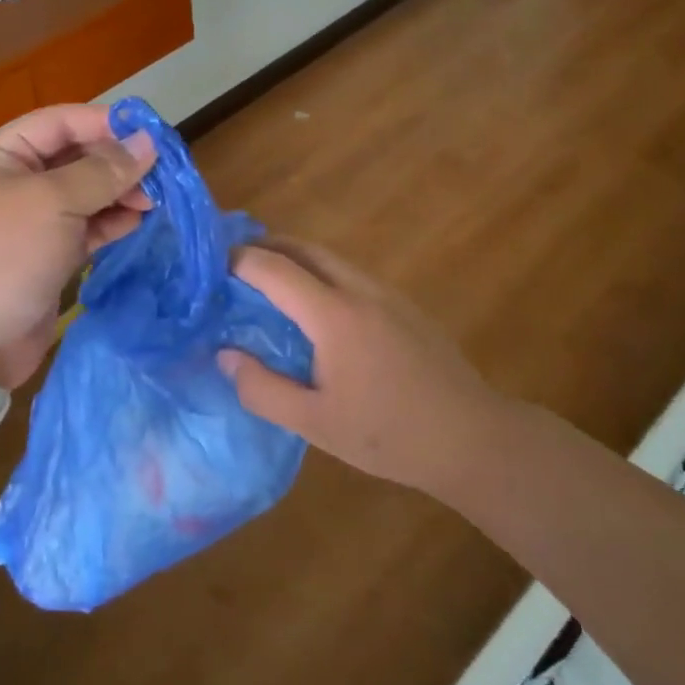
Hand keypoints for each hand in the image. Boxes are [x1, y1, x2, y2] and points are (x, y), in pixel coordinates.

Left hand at [0, 104, 155, 390]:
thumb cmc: (6, 256)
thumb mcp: (54, 203)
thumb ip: (103, 171)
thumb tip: (148, 142)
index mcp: (2, 155)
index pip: (60, 121)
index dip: (104, 123)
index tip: (149, 134)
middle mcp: (17, 181)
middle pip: (76, 156)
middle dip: (116, 161)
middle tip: (158, 174)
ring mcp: (34, 220)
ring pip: (86, 192)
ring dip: (119, 192)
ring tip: (152, 201)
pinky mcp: (50, 253)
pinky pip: (87, 226)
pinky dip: (111, 222)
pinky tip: (137, 221)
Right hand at [220, 238, 498, 495]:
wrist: (474, 439)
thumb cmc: (390, 435)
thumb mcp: (316, 423)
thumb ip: (263, 388)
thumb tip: (224, 355)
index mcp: (334, 315)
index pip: (274, 269)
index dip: (238, 260)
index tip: (210, 265)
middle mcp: (359, 290)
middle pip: (304, 248)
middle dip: (265, 246)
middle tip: (233, 262)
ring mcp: (387, 294)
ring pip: (330, 258)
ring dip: (294, 258)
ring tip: (267, 280)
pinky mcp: (405, 306)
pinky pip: (351, 274)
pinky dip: (320, 273)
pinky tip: (316, 308)